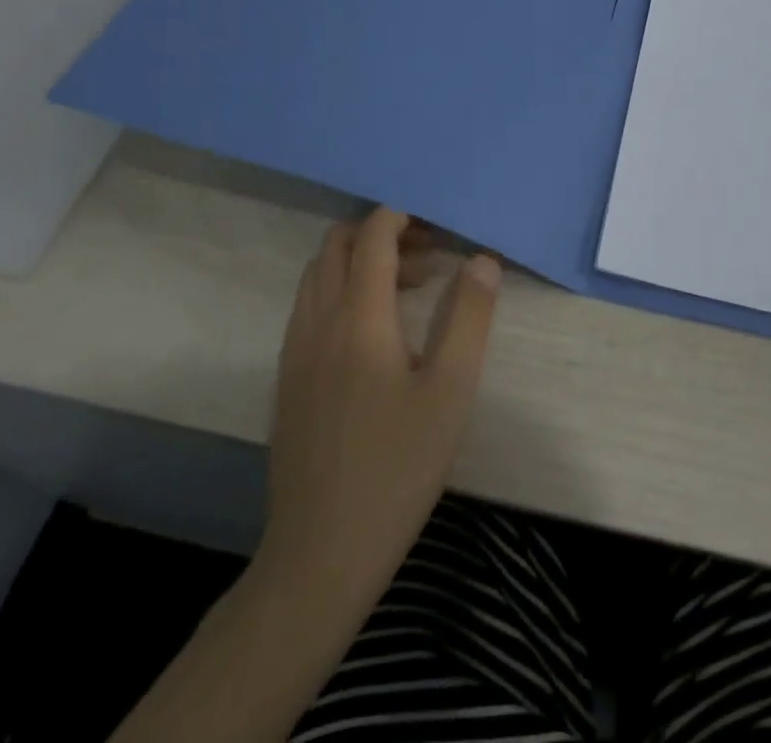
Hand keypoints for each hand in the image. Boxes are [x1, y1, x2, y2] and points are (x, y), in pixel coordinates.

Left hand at [252, 208, 500, 619]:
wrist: (320, 554)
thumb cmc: (397, 468)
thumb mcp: (451, 390)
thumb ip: (469, 316)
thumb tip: (482, 259)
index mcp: (358, 317)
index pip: (372, 236)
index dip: (402, 216)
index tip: (438, 222)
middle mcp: (318, 322)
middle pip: (336, 245)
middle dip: (382, 233)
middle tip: (429, 254)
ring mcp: (295, 351)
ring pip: (318, 275)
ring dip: (360, 262)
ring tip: (411, 288)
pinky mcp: (287, 379)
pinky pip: (310, 307)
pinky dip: (341, 291)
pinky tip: (375, 332)